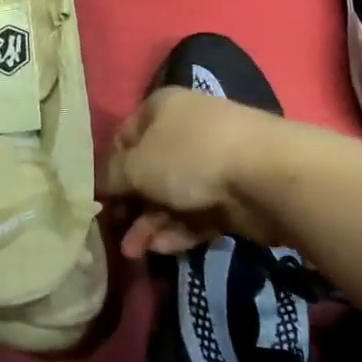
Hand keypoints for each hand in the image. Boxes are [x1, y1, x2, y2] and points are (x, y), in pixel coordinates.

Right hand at [102, 86, 269, 257]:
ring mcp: (212, 162)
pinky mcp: (233, 194)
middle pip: (148, 170)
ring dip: (151, 224)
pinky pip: (197, 212)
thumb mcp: (136, 166)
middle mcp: (185, 130)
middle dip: (131, 205)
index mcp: (161, 109)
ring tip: (134, 253)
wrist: (268, 176)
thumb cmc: (190, 157)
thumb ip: (110, 176)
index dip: (109, 167)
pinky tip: (162, 249)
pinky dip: (178, 230)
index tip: (101, 198)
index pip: (124, 137)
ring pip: (172, 195)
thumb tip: (93, 184)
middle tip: (117, 231)